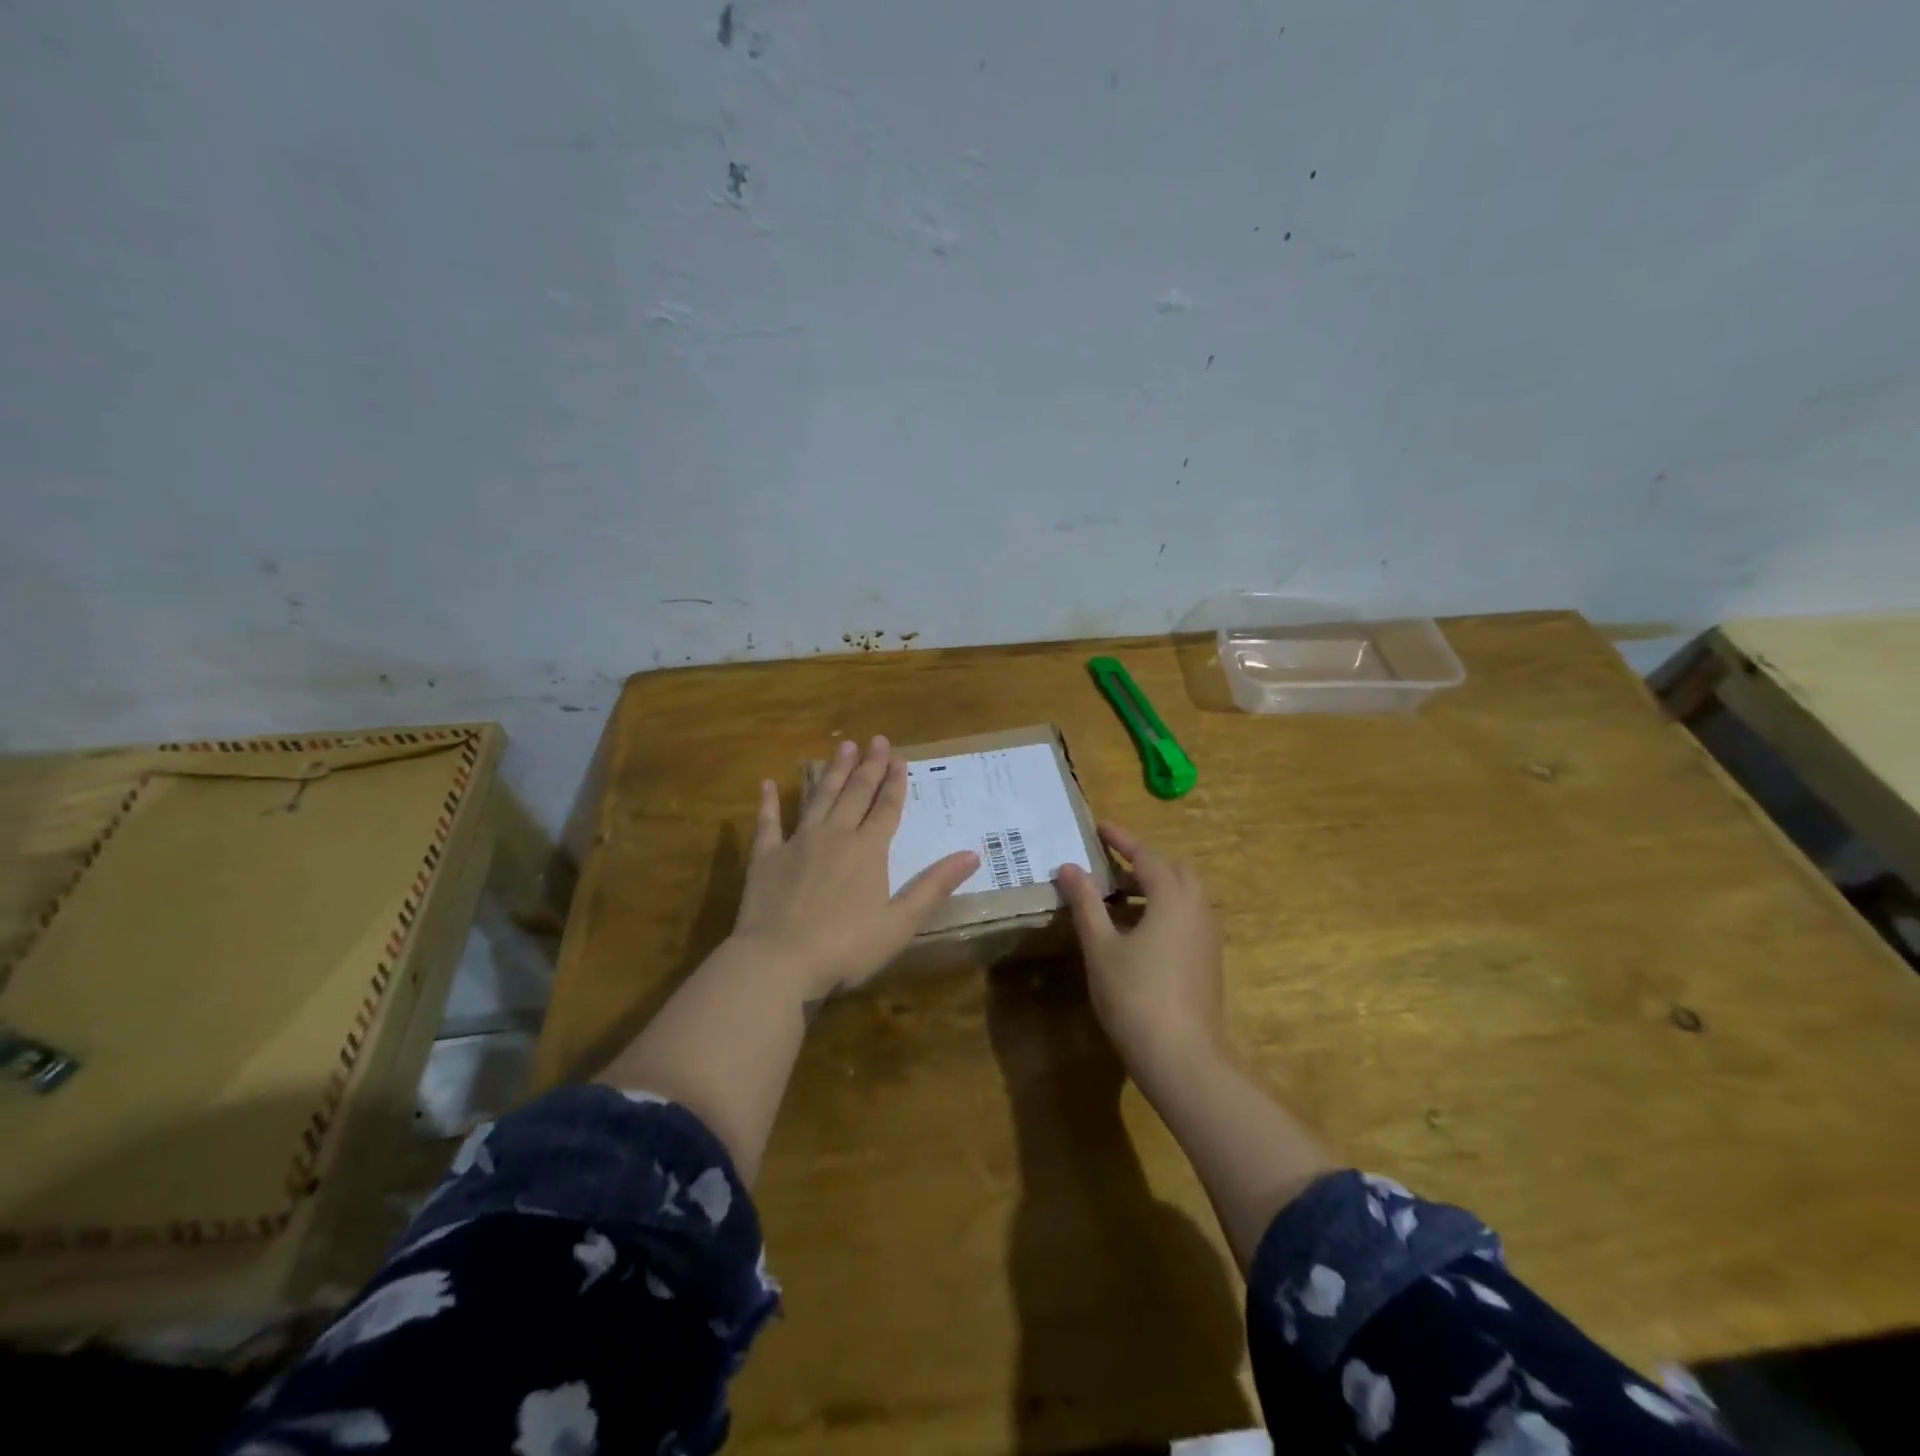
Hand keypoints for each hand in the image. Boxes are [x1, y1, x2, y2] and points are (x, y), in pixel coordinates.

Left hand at [730, 736, 978, 1001]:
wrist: (778, 962)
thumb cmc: (846, 947)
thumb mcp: (900, 922)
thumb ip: (934, 885)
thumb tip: (973, 854)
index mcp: (868, 850)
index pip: (887, 807)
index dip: (895, 782)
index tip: (899, 756)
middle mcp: (835, 835)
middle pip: (856, 793)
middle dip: (869, 766)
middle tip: (875, 740)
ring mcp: (798, 843)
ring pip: (819, 798)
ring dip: (832, 772)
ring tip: (842, 746)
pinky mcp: (766, 858)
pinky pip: (768, 823)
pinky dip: (768, 803)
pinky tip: (767, 784)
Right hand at [1056, 823, 1224, 1079]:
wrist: (1182, 1058)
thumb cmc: (1135, 996)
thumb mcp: (1101, 946)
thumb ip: (1086, 903)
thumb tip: (1069, 867)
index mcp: (1173, 897)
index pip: (1146, 855)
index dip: (1121, 839)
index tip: (1099, 827)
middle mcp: (1198, 909)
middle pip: (1172, 870)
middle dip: (1141, 862)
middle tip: (1109, 864)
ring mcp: (1208, 936)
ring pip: (1182, 895)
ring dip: (1152, 887)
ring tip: (1116, 897)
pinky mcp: (1208, 960)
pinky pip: (1186, 917)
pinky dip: (1162, 909)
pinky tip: (1135, 931)